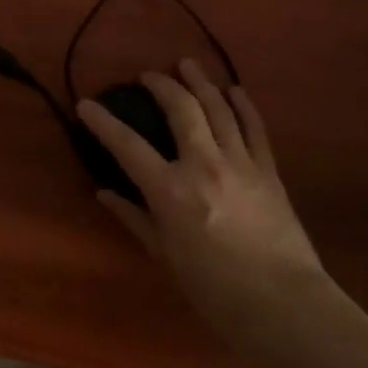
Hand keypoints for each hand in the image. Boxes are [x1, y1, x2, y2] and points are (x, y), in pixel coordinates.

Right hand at [77, 61, 327, 321]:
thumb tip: (104, 192)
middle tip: (149, 75)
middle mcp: (204, 164)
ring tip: (187, 65)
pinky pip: (254, 127)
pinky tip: (234, 89)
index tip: (87, 105)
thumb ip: (134, 218)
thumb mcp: (164, 255)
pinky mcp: (268, 169)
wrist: (280, 302)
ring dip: (201, 82)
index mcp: (170, 190)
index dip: (103, 122)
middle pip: (181, 109)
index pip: (128, 145)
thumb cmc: (212, 288)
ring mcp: (240, 162)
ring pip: (219, 108)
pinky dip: (243, 105)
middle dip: (162, 85)